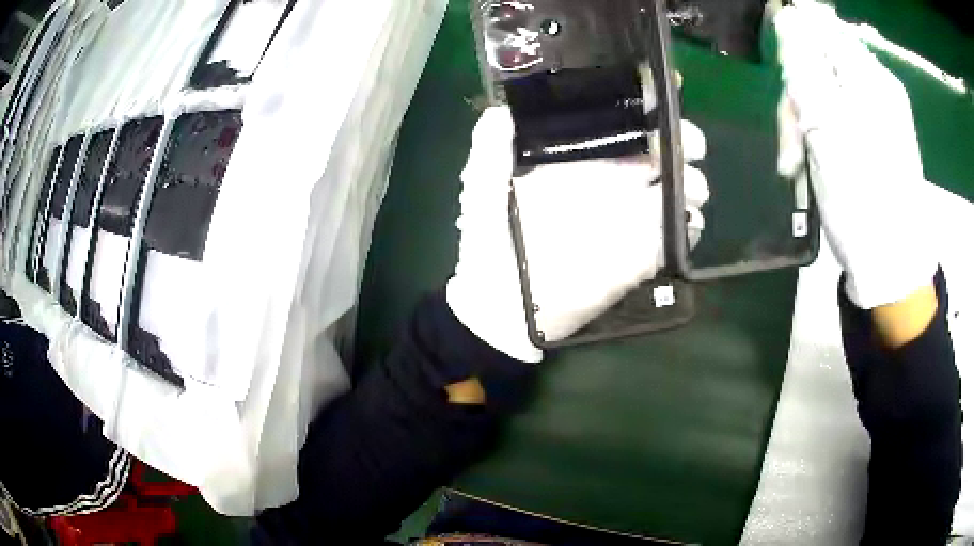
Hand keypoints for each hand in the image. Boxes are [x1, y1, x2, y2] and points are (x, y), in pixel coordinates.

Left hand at [446, 107, 708, 361]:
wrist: (501, 308)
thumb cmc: (489, 246)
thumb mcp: (483, 193)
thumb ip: (490, 153)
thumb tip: (499, 111)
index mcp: (578, 162)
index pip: (619, 126)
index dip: (644, 109)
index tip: (664, 95)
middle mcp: (609, 183)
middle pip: (657, 154)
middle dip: (680, 142)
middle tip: (690, 144)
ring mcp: (628, 219)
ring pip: (673, 190)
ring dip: (691, 183)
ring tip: (692, 187)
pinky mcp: (639, 255)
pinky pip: (673, 235)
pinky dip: (689, 226)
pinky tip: (689, 220)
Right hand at [775, 0, 936, 309]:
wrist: (891, 267)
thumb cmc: (864, 202)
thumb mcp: (828, 130)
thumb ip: (806, 68)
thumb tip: (787, 18)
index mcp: (870, 78)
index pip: (821, 27)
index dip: (794, 41)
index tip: (784, 75)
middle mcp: (874, 87)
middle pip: (818, 60)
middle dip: (797, 94)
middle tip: (792, 139)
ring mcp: (872, 113)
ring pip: (820, 92)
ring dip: (801, 123)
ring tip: (794, 164)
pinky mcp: (867, 137)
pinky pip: (831, 118)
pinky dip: (814, 138)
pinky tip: (807, 165)